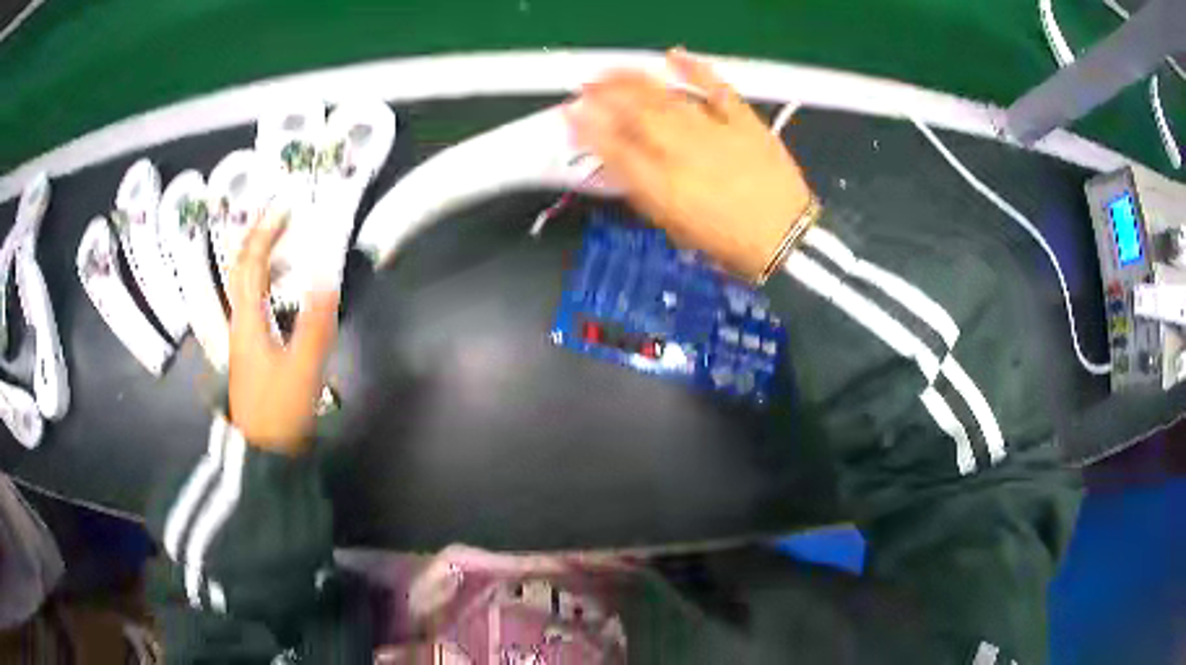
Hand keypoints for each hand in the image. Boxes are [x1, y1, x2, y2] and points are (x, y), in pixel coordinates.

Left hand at [228, 211, 337, 452]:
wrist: (263, 453)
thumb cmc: (280, 410)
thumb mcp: (302, 368)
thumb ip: (315, 322)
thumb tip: (327, 275)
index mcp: (247, 320)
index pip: (250, 264)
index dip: (265, 233)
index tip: (284, 207)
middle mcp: (240, 322)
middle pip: (240, 270)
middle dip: (255, 238)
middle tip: (277, 217)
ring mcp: (243, 337)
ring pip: (245, 286)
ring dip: (260, 258)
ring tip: (281, 242)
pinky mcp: (251, 350)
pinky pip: (254, 302)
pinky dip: (265, 283)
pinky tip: (281, 288)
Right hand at [566, 48, 813, 280]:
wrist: (786, 239)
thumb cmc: (727, 242)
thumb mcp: (676, 227)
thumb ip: (645, 193)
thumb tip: (620, 165)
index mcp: (663, 188)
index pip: (614, 149)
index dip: (587, 129)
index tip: (570, 114)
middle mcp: (683, 154)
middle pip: (635, 115)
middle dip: (603, 96)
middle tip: (585, 86)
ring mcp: (715, 132)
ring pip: (666, 97)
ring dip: (634, 80)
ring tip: (613, 71)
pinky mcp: (744, 120)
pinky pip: (716, 88)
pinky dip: (695, 68)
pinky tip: (674, 55)